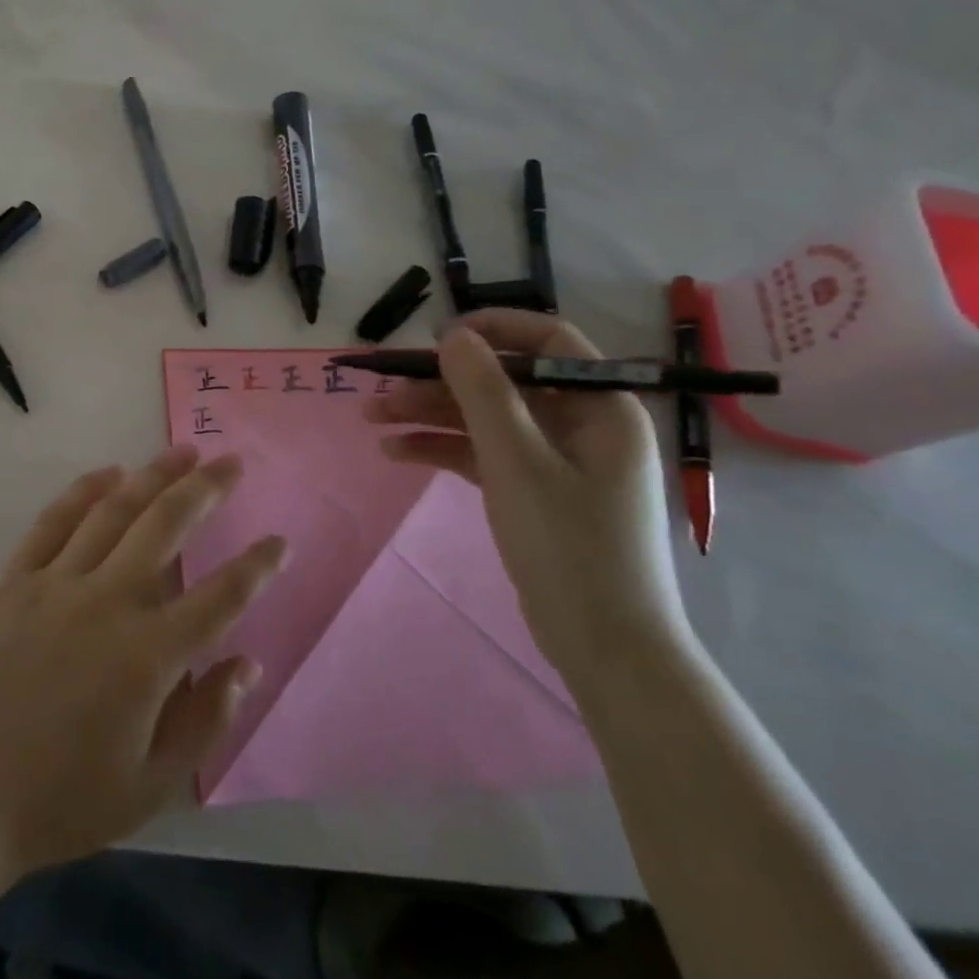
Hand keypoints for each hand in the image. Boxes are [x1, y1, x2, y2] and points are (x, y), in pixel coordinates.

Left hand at [0, 447, 285, 881]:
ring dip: (153, 476)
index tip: (280, 541)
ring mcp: (56, 583)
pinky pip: (54, 521)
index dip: (257, 567)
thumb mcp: (151, 786)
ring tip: (182, 452)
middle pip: (166, 527)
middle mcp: (107, 602)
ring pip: (114, 511)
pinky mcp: (15, 580)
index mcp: (147, 656)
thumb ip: (205, 721)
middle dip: (205, 489)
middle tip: (231, 462)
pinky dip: (84, 490)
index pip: (220, 598)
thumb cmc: (61, 800)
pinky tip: (109, 472)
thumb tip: (246, 664)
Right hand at [364, 310, 689, 693]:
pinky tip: (397, 452)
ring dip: (431, 416)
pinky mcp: (534, 491)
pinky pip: (484, 454)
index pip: (548, 341)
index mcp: (601, 407)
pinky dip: (444, 449)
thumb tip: (453, 334)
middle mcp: (582, 425)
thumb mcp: (517, 461)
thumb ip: (482, 391)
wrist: (605, 648)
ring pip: (486, 419)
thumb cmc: (569, 545)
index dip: (494, 330)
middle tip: (384, 388)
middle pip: (503, 384)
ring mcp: (557, 460)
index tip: (438, 337)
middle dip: (441, 383)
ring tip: (373, 420)